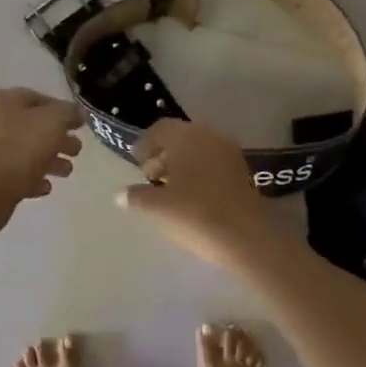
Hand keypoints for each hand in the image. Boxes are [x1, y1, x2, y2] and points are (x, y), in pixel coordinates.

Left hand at [0, 88, 84, 201]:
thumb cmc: (23, 145)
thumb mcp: (54, 120)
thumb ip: (69, 113)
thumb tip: (76, 113)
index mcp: (3, 101)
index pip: (37, 98)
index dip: (61, 109)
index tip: (79, 124)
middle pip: (32, 128)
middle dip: (58, 139)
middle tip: (76, 151)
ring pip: (25, 152)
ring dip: (49, 161)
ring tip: (66, 172)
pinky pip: (15, 175)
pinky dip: (32, 179)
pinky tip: (45, 187)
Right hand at [115, 119, 297, 270]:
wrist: (245, 237)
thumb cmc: (194, 213)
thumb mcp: (158, 206)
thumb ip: (137, 196)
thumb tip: (120, 195)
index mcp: (187, 137)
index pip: (161, 129)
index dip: (145, 144)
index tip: (135, 161)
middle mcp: (210, 138)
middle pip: (181, 139)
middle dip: (162, 155)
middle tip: (149, 176)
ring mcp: (229, 154)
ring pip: (198, 151)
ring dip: (180, 165)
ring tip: (167, 190)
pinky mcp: (241, 173)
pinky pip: (212, 164)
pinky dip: (198, 173)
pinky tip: (189, 196)